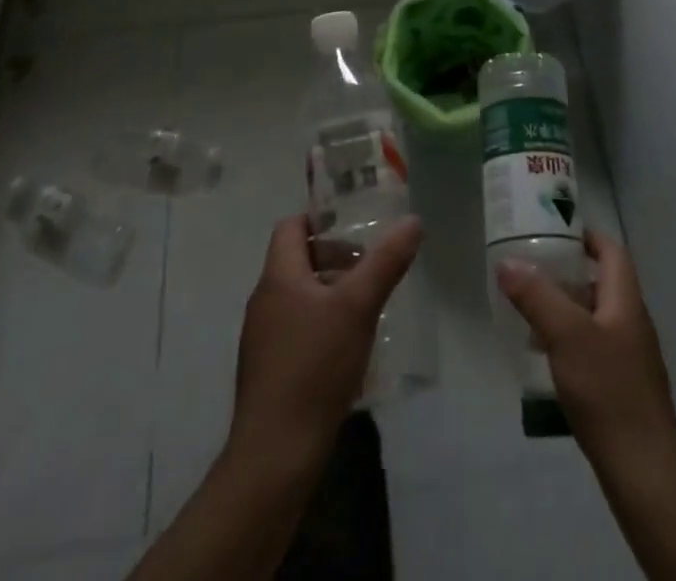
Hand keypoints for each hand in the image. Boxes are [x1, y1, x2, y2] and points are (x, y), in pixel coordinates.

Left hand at [228, 212, 423, 472]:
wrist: (275, 455)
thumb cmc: (314, 367)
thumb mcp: (358, 307)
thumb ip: (385, 262)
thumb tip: (412, 220)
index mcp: (278, 277)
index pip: (291, 226)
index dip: (321, 219)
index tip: (355, 226)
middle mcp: (264, 300)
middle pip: (298, 260)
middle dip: (335, 259)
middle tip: (370, 269)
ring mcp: (262, 338)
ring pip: (299, 297)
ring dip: (332, 294)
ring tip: (367, 308)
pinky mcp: (269, 371)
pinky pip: (297, 329)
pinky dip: (322, 325)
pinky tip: (349, 350)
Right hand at [496, 229, 675, 466]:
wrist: (644, 472)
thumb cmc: (607, 391)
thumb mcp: (565, 336)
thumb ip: (536, 296)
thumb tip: (508, 262)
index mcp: (626, 301)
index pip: (612, 252)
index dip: (587, 236)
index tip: (554, 231)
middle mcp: (633, 322)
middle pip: (602, 283)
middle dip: (569, 273)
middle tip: (533, 270)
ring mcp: (632, 358)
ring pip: (596, 317)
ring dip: (567, 309)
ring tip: (531, 313)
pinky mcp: (624, 388)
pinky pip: (596, 348)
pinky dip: (572, 341)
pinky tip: (548, 358)